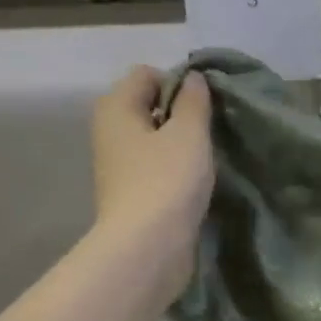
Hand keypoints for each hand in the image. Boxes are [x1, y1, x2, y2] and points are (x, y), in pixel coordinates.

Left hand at [91, 66, 214, 299]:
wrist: (147, 247)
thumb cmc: (167, 181)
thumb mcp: (189, 133)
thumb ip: (194, 101)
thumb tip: (193, 79)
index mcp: (115, 107)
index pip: (147, 74)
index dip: (179, 83)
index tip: (206, 108)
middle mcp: (110, 131)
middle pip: (149, 106)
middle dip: (181, 114)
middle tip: (211, 133)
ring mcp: (118, 165)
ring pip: (155, 140)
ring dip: (181, 145)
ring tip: (207, 160)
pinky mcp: (131, 194)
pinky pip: (156, 168)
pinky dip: (175, 171)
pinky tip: (195, 185)